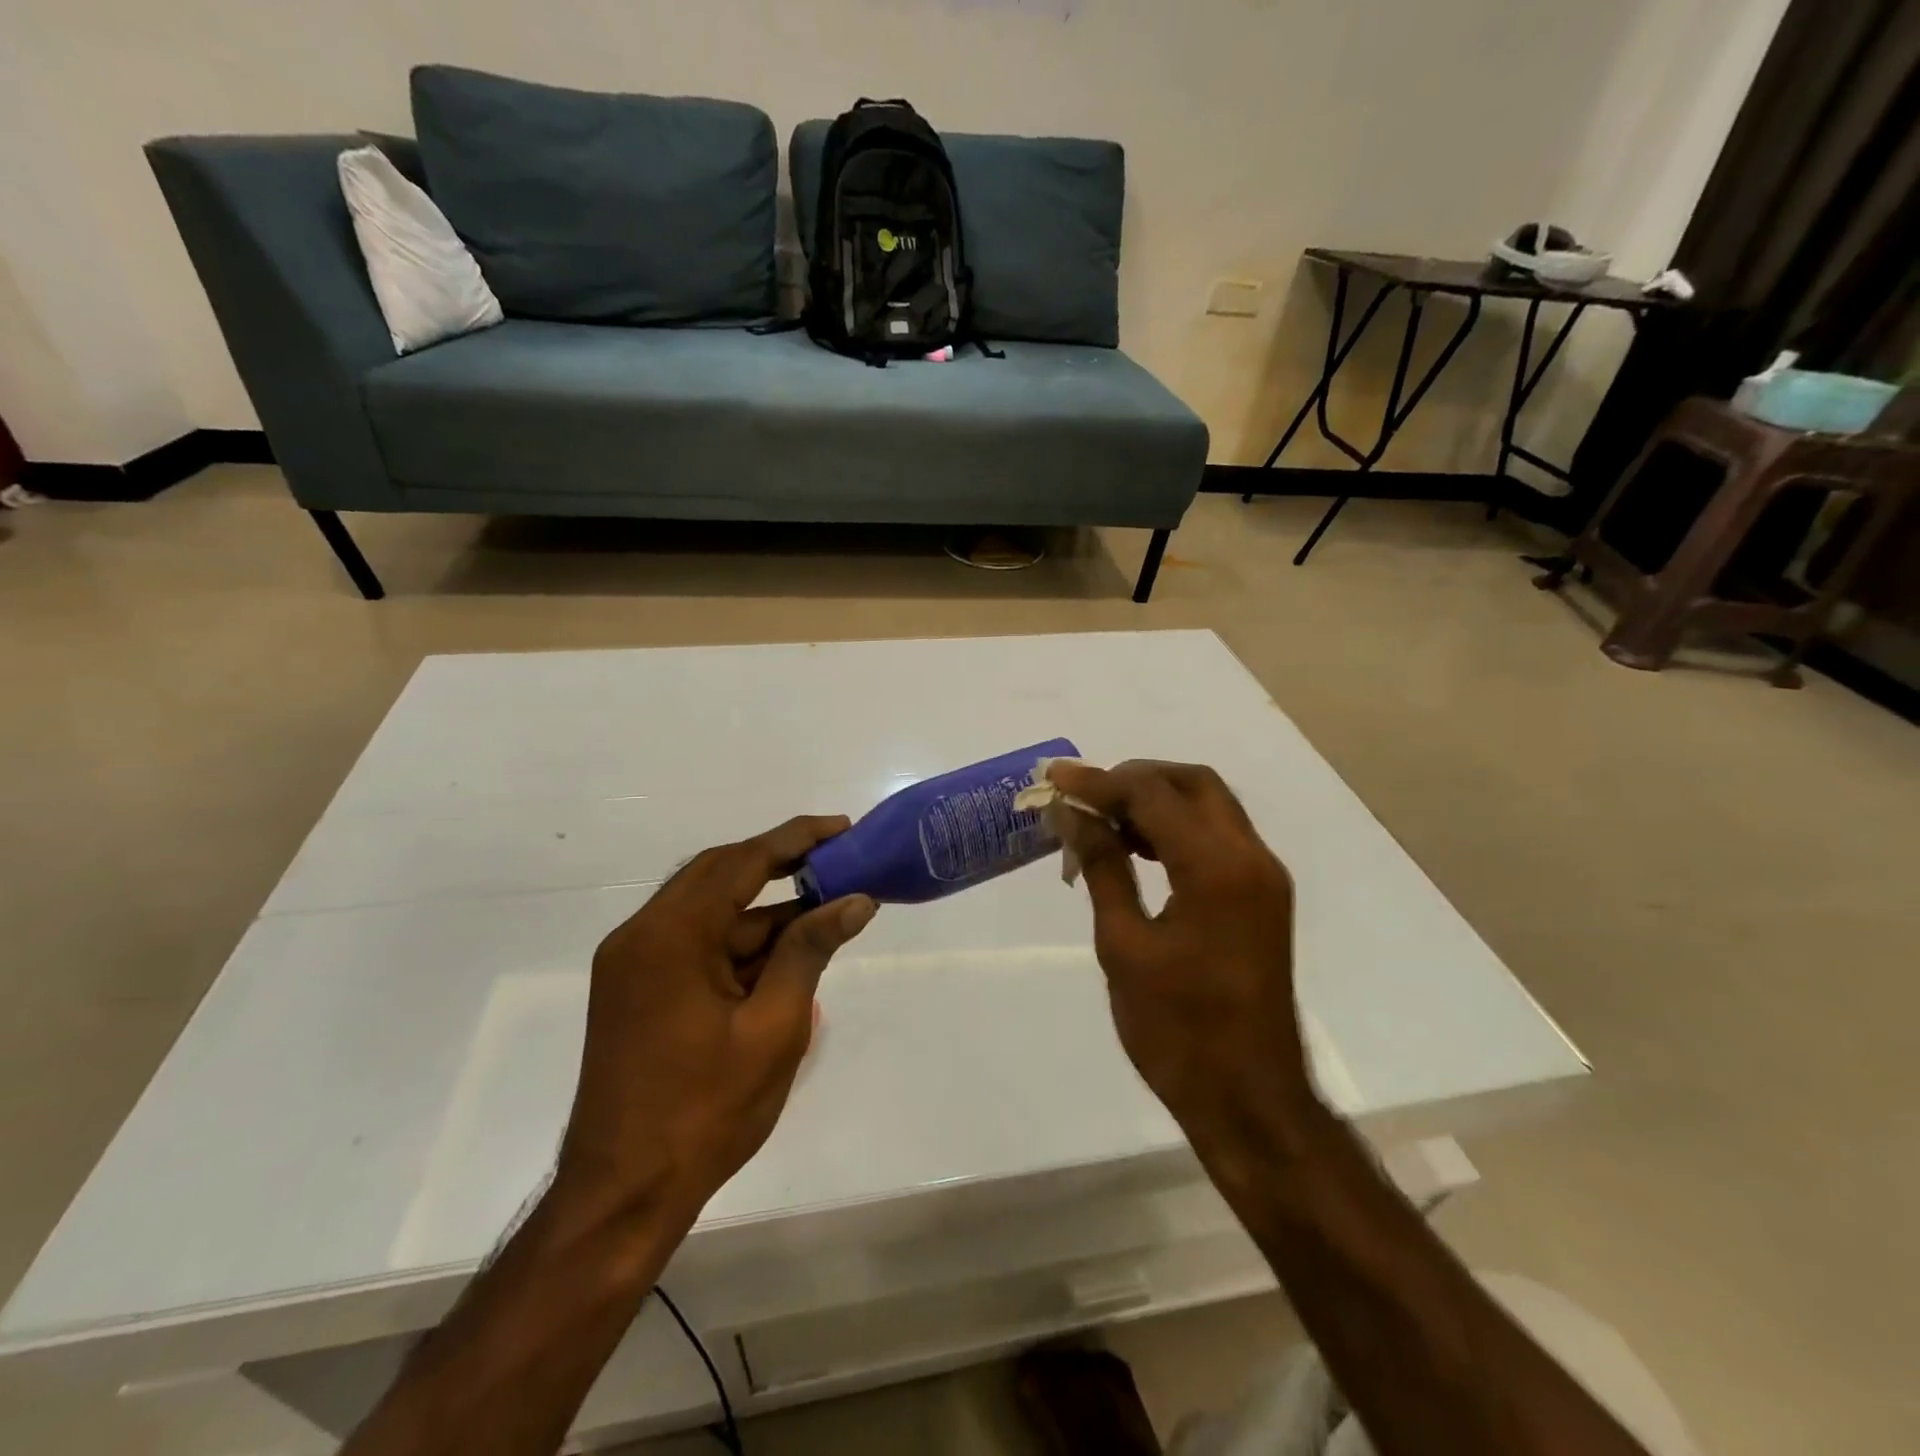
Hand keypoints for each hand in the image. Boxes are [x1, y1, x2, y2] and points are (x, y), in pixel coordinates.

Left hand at [555, 816, 876, 1223]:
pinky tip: (784, 952)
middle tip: (837, 860)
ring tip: (824, 909)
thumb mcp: (774, 1028)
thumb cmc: (705, 1113)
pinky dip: (739, 940)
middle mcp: (642, 935)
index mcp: (670, 936)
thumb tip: (856, 900)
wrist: (623, 1196)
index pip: (741, 862)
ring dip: (763, 908)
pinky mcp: (635, 988)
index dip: (796, 839)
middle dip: (780, 864)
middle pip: (719, 874)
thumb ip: (810, 951)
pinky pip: (695, 941)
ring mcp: (633, 963)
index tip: (843, 828)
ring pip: (708, 910)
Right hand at [1046, 761, 1310, 1153]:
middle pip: (1193, 783)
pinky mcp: (1262, 896)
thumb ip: (1102, 867)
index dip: (1099, 782)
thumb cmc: (1176, 1030)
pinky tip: (1136, 850)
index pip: (1153, 795)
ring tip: (1102, 821)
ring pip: (1210, 806)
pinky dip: (1177, 828)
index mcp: (1216, 869)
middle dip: (1136, 778)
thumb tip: (1074, 815)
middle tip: (1085, 796)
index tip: (1055, 779)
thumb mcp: (1124, 945)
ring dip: (1157, 800)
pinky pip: (1218, 837)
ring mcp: (1263, 877)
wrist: (1248, 1098)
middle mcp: (1251, 858)